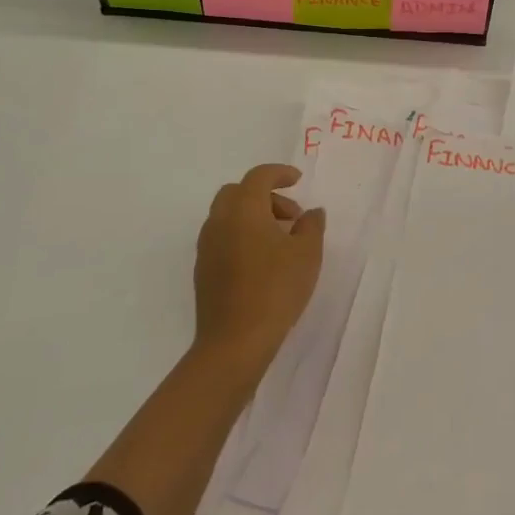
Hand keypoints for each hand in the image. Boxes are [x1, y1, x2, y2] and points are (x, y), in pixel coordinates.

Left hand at [193, 164, 325, 376]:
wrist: (234, 341)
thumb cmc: (275, 289)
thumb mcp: (307, 254)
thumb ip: (312, 226)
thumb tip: (311, 213)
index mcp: (243, 209)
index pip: (258, 177)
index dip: (279, 173)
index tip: (298, 180)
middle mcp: (219, 221)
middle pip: (238, 192)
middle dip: (265, 196)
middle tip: (291, 216)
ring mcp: (206, 247)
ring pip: (228, 216)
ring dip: (253, 216)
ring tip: (281, 241)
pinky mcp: (203, 270)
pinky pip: (223, 238)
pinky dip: (242, 235)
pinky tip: (263, 262)